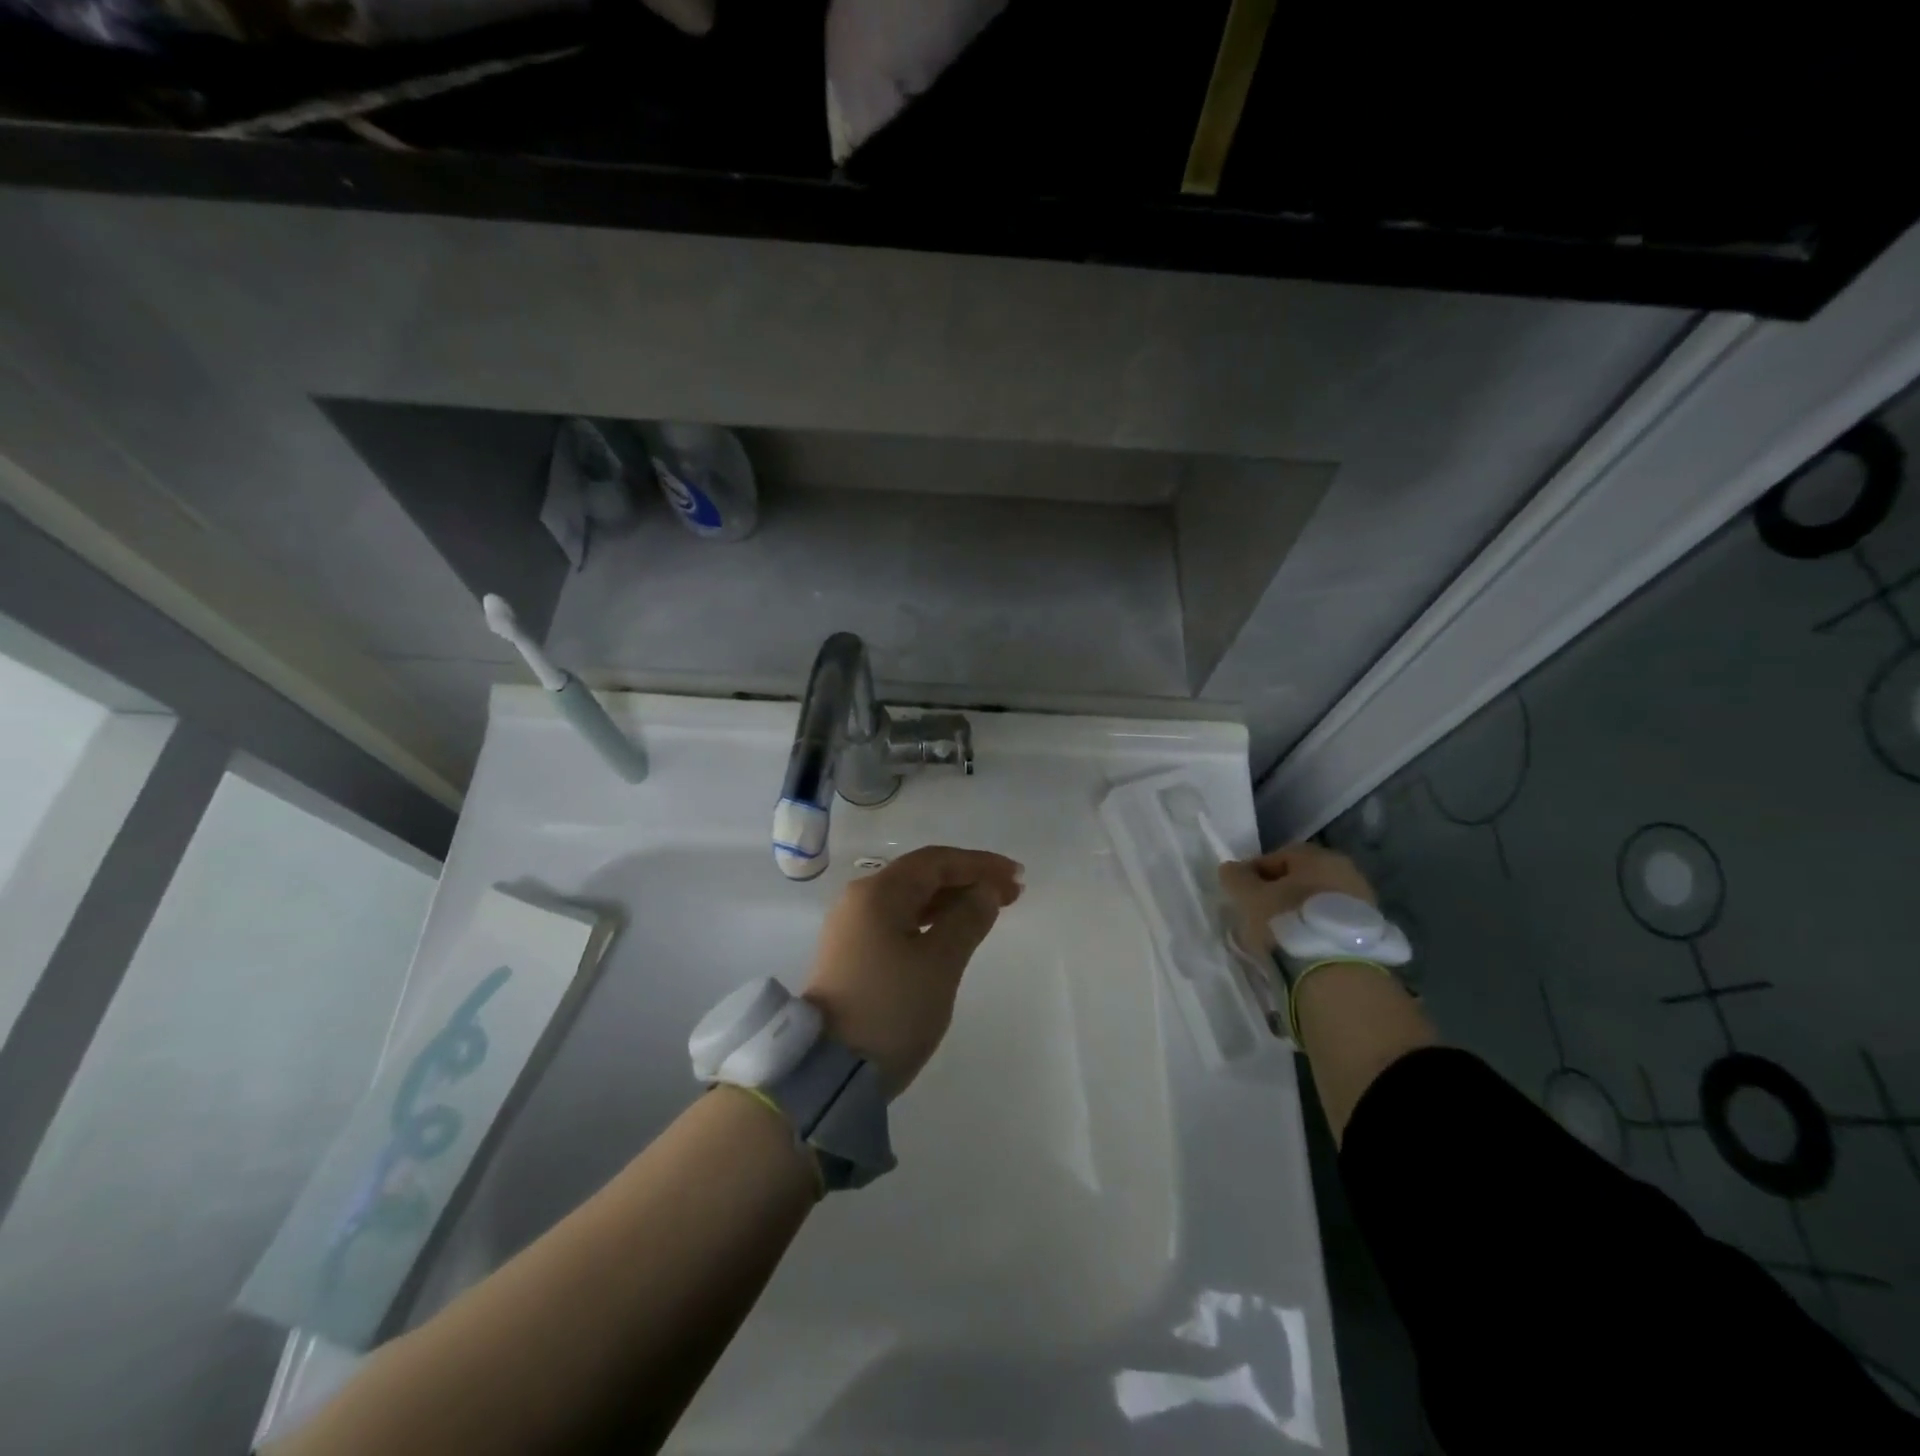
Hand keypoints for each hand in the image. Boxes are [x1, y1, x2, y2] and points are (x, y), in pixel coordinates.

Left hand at [802, 846, 1023, 1096]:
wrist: (829, 1072)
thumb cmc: (891, 1009)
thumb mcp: (940, 963)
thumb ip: (967, 919)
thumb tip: (985, 890)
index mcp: (878, 892)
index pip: (935, 861)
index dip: (979, 864)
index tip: (1016, 876)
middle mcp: (860, 900)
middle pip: (921, 876)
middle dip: (968, 880)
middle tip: (1012, 894)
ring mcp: (852, 928)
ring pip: (910, 900)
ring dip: (952, 901)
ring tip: (990, 911)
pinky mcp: (852, 955)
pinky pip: (899, 922)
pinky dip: (931, 922)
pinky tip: (953, 933)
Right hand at [1218, 842, 1375, 953]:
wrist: (1337, 971)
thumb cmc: (1287, 921)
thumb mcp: (1249, 897)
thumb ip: (1236, 878)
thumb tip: (1231, 869)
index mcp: (1317, 856)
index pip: (1278, 856)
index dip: (1254, 873)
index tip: (1240, 894)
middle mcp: (1345, 871)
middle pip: (1301, 879)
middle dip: (1278, 893)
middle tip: (1258, 913)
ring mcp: (1363, 902)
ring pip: (1317, 902)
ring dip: (1297, 913)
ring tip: (1278, 935)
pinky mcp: (1370, 931)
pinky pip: (1331, 923)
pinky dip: (1314, 929)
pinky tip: (1301, 946)